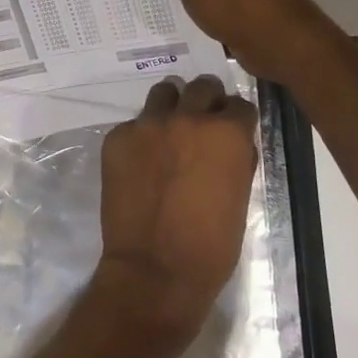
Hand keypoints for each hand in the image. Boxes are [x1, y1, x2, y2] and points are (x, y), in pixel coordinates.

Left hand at [93, 75, 258, 348]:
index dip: (236, 118)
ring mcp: (147, 124)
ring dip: (172, 107)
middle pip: (202, 87)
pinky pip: (134, 124)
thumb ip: (237, 159)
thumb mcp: (240, 198)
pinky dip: (142, 137)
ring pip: (163, 94)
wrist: (154, 270)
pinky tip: (142, 163)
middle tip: (201, 124)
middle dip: (206, 102)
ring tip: (169, 132)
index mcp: (226, 133)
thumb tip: (232, 143)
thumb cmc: (211, 246)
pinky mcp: (117, 137)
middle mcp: (188, 117)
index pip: (238, 105)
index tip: (231, 129)